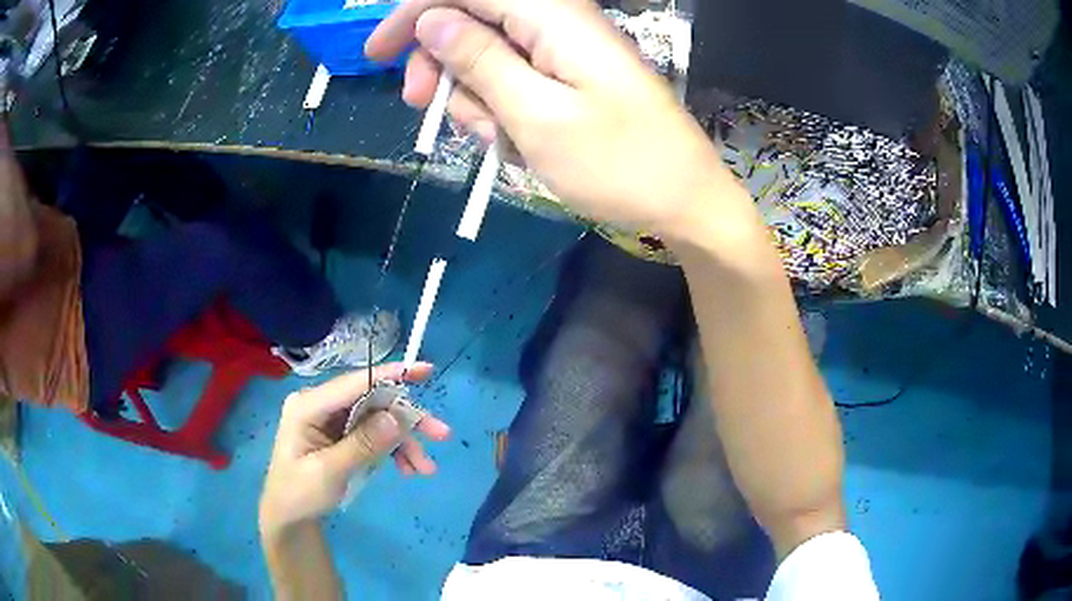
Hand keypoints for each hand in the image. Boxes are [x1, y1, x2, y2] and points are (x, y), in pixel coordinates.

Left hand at [259, 362, 449, 535]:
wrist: (289, 517)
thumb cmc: (300, 494)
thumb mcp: (329, 472)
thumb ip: (362, 444)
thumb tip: (397, 417)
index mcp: (309, 405)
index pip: (354, 383)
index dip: (390, 375)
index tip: (425, 370)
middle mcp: (322, 405)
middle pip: (372, 402)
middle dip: (405, 421)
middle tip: (441, 435)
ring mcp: (333, 420)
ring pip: (378, 420)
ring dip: (403, 442)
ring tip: (425, 468)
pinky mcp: (342, 434)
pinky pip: (374, 435)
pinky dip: (393, 451)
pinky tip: (408, 469)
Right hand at [366, 0, 742, 239]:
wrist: (684, 201)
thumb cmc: (619, 164)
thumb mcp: (537, 115)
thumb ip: (481, 60)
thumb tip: (432, 20)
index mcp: (553, 16)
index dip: (413, 14)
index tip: (376, 55)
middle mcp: (557, 21)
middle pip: (472, 21)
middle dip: (441, 63)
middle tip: (423, 105)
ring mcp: (564, 51)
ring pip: (487, 57)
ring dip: (473, 96)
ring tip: (497, 139)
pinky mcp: (569, 77)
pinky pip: (513, 82)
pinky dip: (500, 110)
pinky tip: (514, 141)